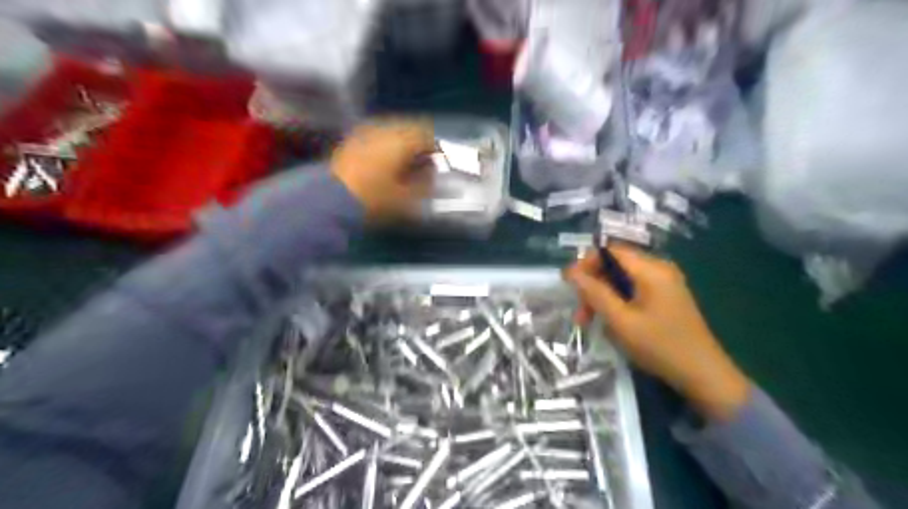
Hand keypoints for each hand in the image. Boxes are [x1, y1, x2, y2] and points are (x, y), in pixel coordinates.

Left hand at [332, 118, 435, 222]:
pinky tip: (385, 161)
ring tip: (404, 163)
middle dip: (418, 143)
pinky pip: (377, 134)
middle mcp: (384, 127)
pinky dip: (386, 144)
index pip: (427, 133)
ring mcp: (365, 130)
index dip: (435, 148)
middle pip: (410, 127)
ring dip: (402, 142)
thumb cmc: (374, 199)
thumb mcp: (406, 197)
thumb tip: (431, 171)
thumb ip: (425, 182)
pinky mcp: (352, 138)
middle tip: (422, 163)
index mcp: (401, 139)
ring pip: (393, 129)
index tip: (438, 164)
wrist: (329, 198)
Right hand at [565, 247, 751, 420]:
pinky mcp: (666, 297)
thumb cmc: (660, 346)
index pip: (610, 251)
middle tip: (579, 313)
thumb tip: (570, 271)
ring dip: (602, 297)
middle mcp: (659, 269)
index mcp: (651, 269)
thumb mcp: (621, 321)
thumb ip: (594, 293)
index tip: (569, 284)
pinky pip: (633, 291)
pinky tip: (610, 322)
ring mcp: (665, 283)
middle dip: (593, 285)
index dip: (586, 263)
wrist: (704, 375)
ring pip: (622, 280)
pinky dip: (617, 303)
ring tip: (588, 322)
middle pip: (615, 265)